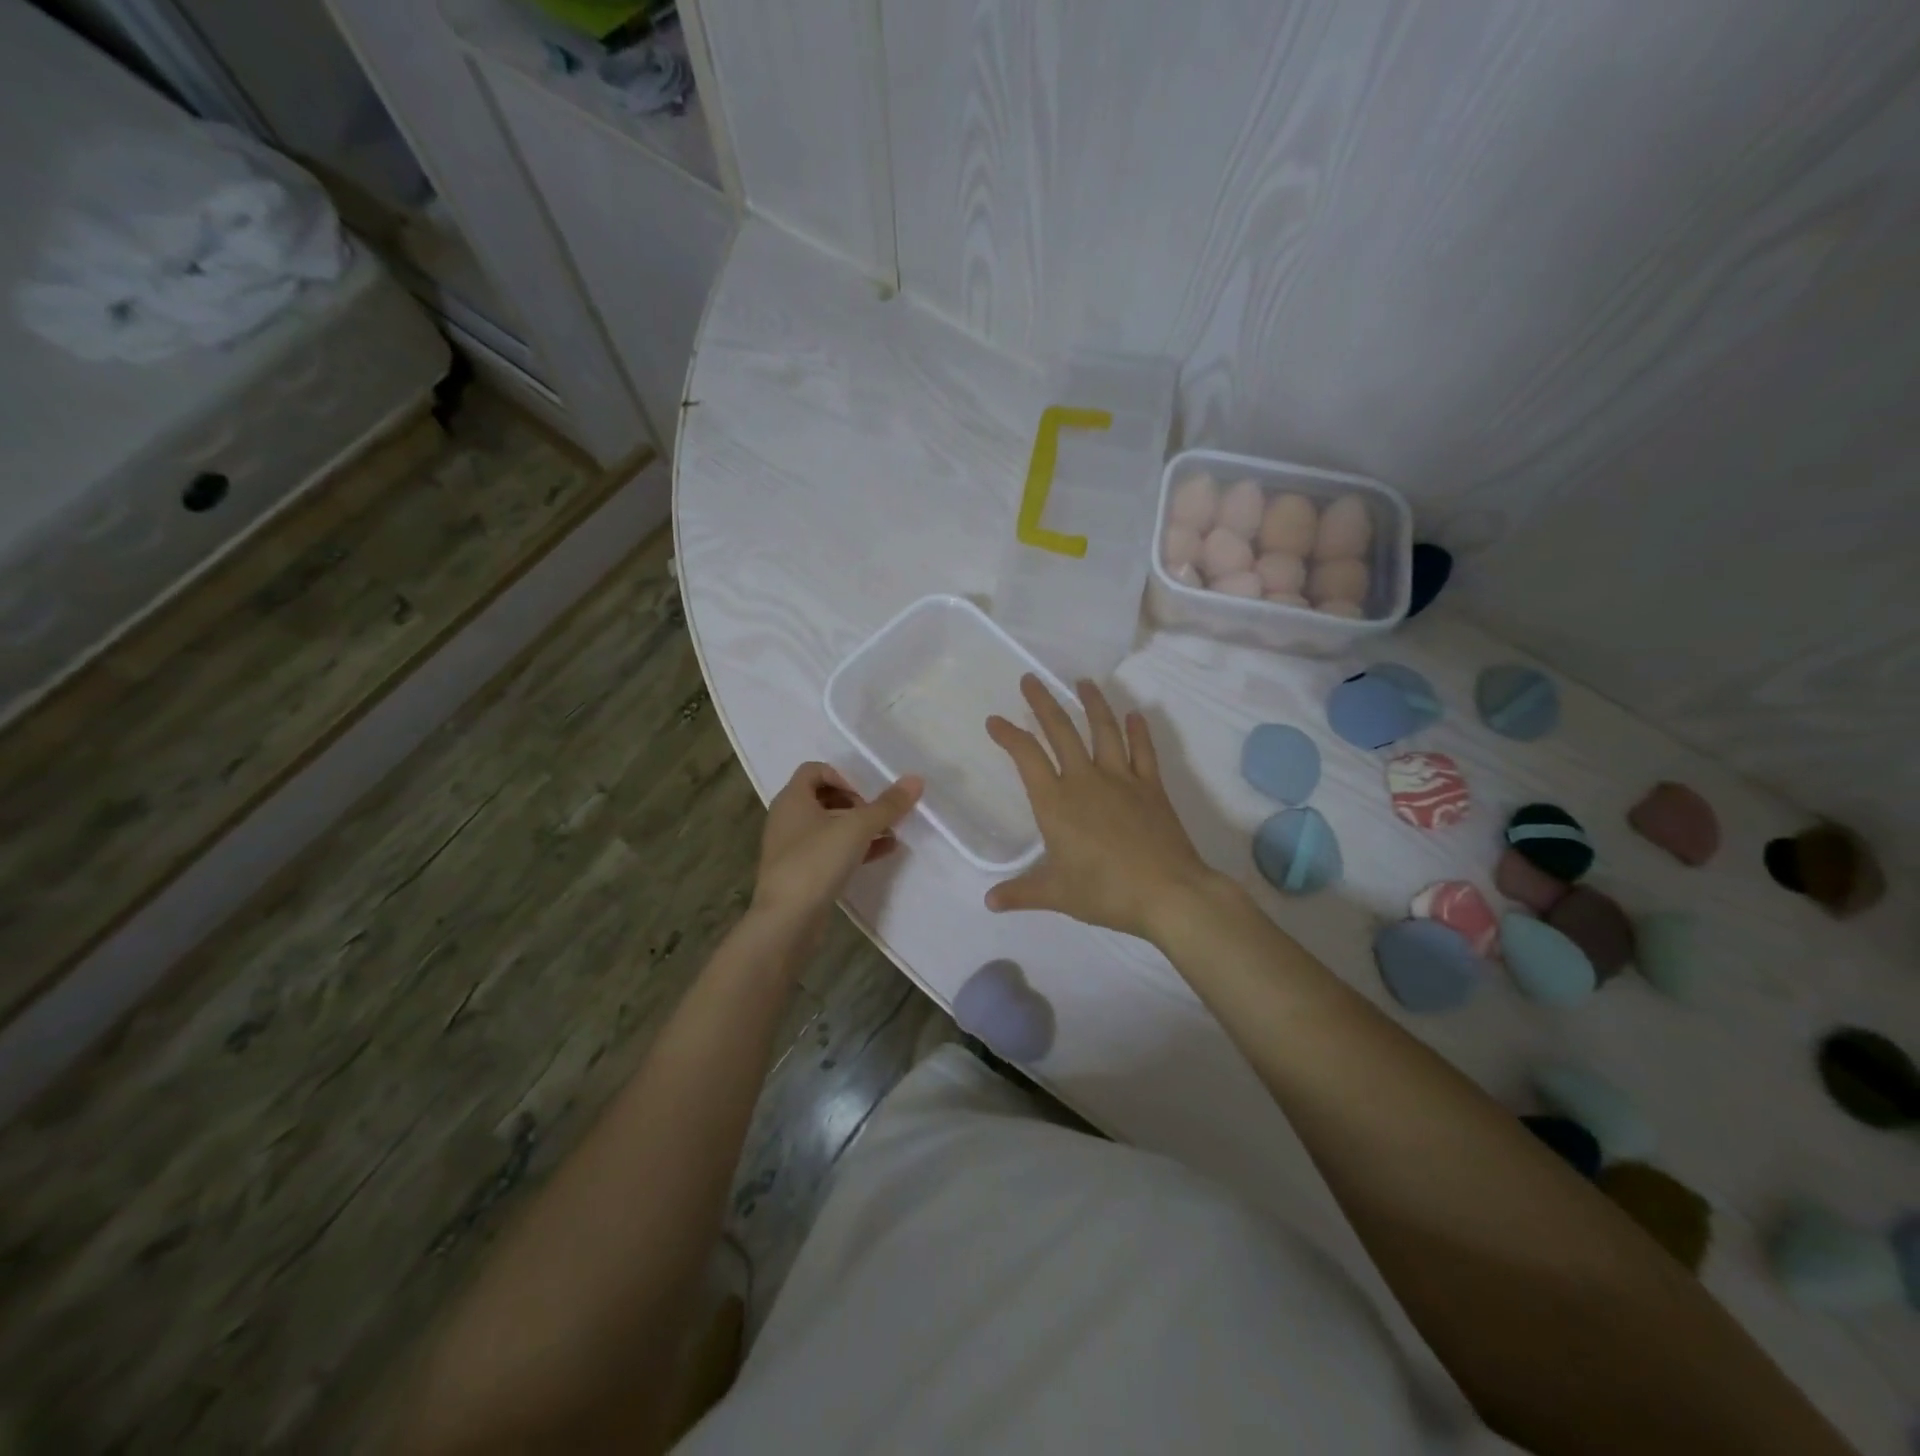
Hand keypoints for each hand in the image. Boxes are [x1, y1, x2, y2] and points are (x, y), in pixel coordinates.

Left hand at [751, 762, 922, 936]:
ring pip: (830, 826)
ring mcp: (793, 848)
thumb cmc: (816, 862)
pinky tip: (884, 852)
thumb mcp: (857, 828)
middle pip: (824, 797)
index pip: (814, 770)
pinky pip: (831, 851)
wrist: (787, 920)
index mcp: (792, 799)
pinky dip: (855, 848)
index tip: (865, 796)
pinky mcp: (802, 873)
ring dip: (860, 827)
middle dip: (856, 803)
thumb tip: (916, 779)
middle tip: (878, 815)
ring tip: (891, 833)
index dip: (843, 776)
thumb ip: (887, 805)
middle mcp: (788, 818)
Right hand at [985, 677, 1221, 942]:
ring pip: (1104, 730)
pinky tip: (1135, 715)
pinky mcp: (1151, 787)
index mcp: (1056, 802)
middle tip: (1031, 679)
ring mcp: (1122, 779)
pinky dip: (1138, 731)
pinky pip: (1143, 751)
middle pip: (1061, 731)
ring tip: (1083, 682)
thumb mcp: (1057, 895)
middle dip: (1043, 702)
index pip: (1027, 757)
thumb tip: (989, 901)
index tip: (995, 721)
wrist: (1169, 893)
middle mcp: (1085, 780)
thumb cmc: (1106, 892)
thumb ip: (1021, 893)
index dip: (1009, 735)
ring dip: (1092, 704)